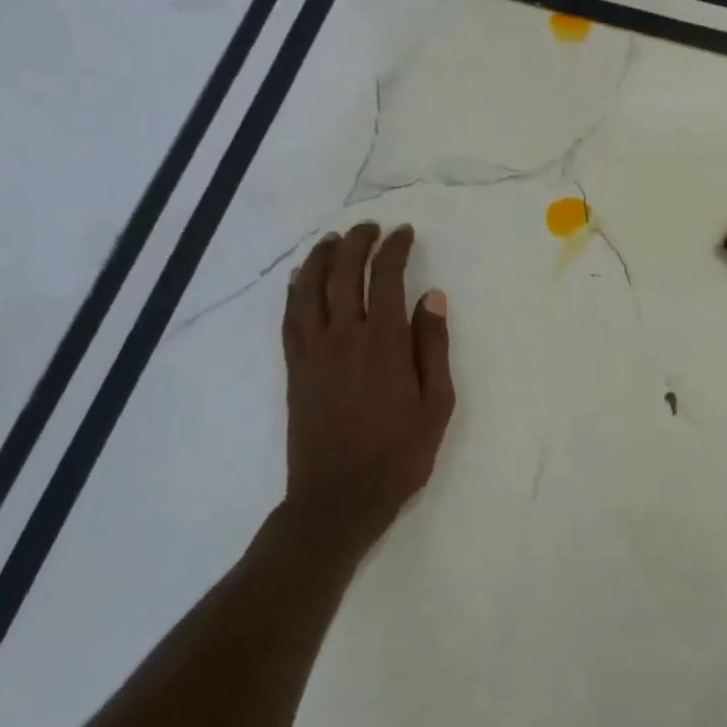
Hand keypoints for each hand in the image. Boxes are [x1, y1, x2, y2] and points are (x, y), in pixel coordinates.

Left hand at [281, 222, 455, 551]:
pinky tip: (301, 279)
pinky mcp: (295, 369)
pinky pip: (290, 318)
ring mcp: (313, 352)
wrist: (339, 497)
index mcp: (383, 342)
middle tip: (370, 228)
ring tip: (333, 240)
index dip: (394, 249)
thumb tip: (432, 297)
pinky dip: (295, 291)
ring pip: (311, 289)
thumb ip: (433, 347)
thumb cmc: (399, 454)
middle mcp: (343, 336)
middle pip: (344, 274)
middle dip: (357, 243)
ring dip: (322, 258)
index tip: (403, 233)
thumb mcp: (436, 403)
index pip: (386, 278)